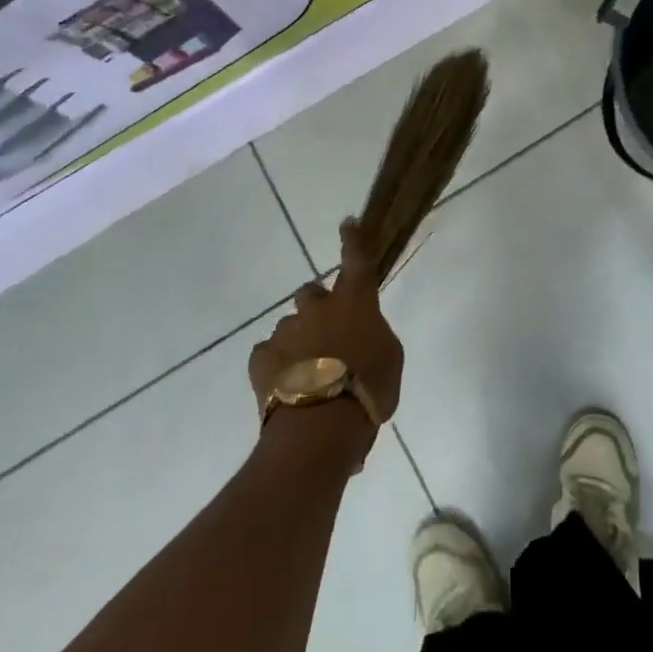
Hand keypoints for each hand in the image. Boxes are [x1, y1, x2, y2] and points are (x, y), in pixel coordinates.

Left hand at [249, 221, 404, 444]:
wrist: (319, 429)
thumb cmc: (368, 390)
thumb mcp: (390, 359)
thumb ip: (374, 337)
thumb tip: (362, 336)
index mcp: (355, 302)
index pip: (357, 259)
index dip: (354, 239)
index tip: (348, 222)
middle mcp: (318, 308)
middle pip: (311, 292)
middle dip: (317, 307)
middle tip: (327, 333)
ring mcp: (286, 332)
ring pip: (290, 326)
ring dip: (298, 341)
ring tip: (307, 376)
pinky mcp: (262, 359)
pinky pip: (268, 354)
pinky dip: (276, 366)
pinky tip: (286, 388)